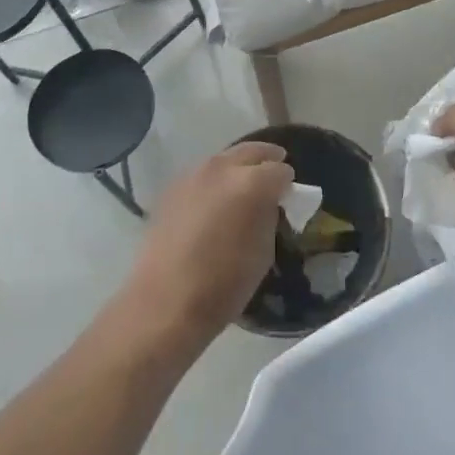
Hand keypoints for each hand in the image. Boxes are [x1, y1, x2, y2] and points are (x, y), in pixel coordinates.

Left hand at [122, 142, 292, 351]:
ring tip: (244, 184)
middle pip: (251, 151)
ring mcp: (193, 175)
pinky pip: (202, 175)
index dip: (288, 182)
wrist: (164, 303)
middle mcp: (222, 168)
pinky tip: (215, 199)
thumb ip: (269, 216)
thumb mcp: (263, 252)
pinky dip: (215, 180)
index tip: (289, 194)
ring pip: (224, 159)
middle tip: (275, 171)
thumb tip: (267, 203)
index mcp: (251, 183)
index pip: (280, 170)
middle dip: (266, 159)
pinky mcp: (172, 189)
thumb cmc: (223, 284)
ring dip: (238, 167)